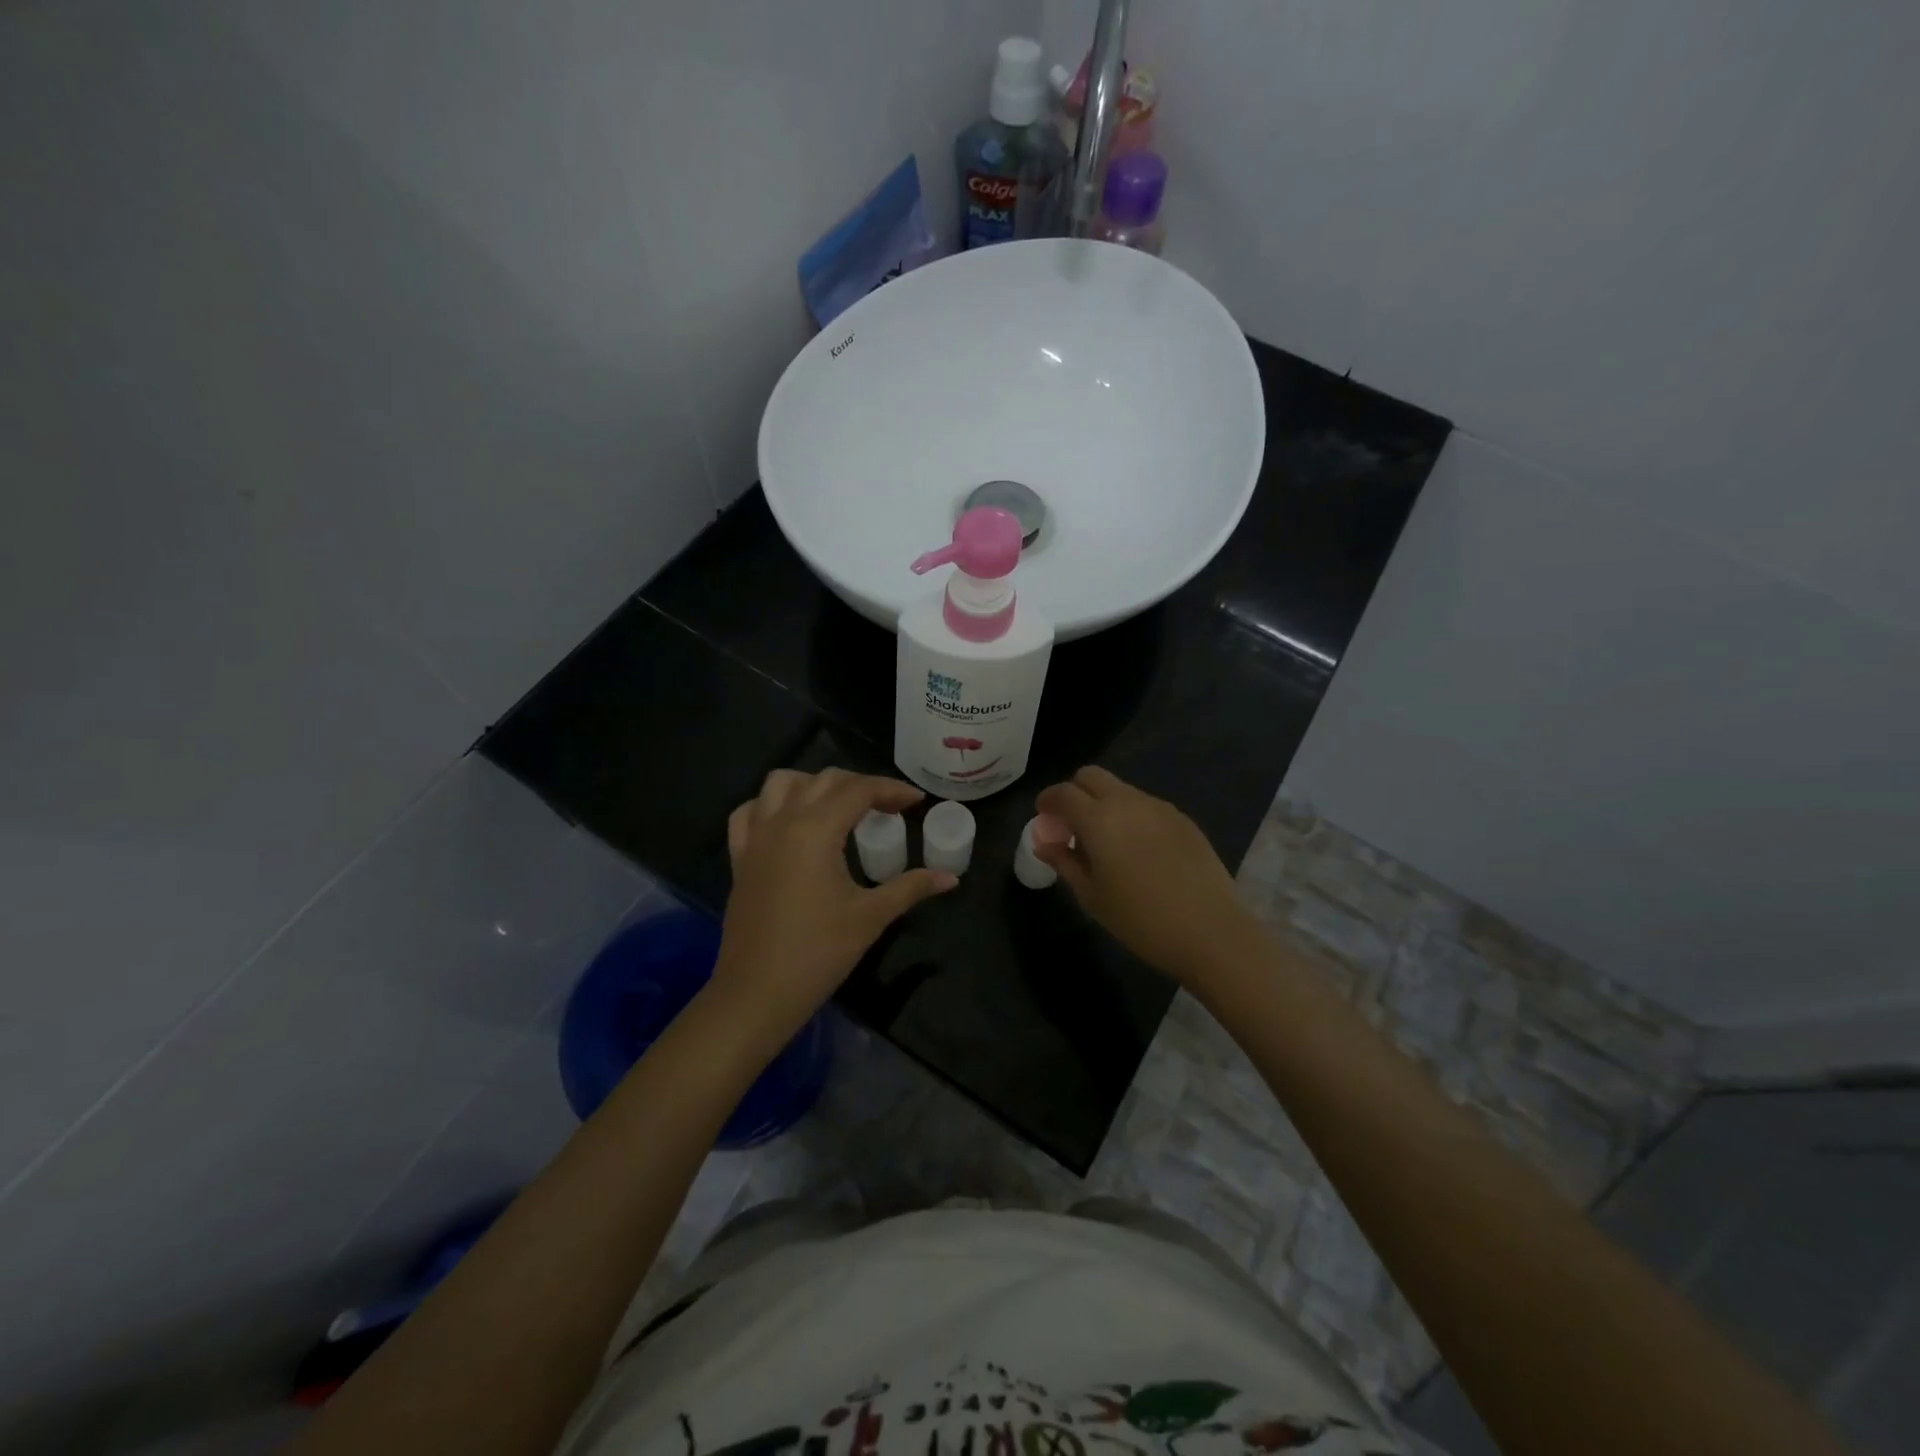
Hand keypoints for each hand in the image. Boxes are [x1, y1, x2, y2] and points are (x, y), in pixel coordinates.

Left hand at [714, 769, 955, 1043]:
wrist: (757, 993)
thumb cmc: (819, 953)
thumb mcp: (871, 917)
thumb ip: (910, 888)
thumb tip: (950, 878)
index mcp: (816, 830)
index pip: (858, 790)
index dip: (892, 790)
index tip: (917, 801)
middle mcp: (782, 821)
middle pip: (824, 780)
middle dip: (860, 785)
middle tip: (888, 807)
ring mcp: (755, 837)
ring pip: (781, 784)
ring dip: (813, 784)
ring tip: (838, 807)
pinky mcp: (739, 858)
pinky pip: (750, 812)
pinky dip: (771, 805)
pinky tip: (789, 822)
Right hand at [1033, 766, 1258, 984]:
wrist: (1211, 932)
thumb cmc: (1140, 920)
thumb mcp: (1092, 896)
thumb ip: (1064, 861)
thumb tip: (1044, 842)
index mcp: (1099, 819)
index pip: (1063, 793)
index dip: (1047, 801)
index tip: (1043, 818)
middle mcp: (1128, 802)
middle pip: (1091, 776)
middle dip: (1074, 792)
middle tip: (1071, 826)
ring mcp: (1159, 807)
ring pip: (1120, 789)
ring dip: (1104, 804)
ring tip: (1106, 842)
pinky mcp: (1183, 819)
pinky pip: (1146, 806)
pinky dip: (1131, 816)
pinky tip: (1139, 851)